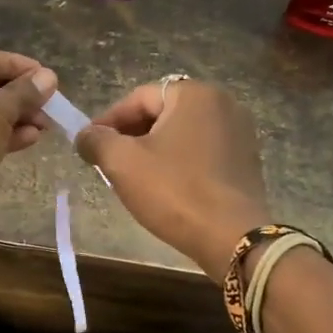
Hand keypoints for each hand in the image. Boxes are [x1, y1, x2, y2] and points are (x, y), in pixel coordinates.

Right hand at [77, 79, 271, 283]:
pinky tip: (166, 188)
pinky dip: (180, 163)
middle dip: (132, 136)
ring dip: (154, 151)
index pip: (139, 98)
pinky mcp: (247, 160)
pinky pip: (202, 152)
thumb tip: (85, 135)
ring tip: (133, 178)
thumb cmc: (175, 192)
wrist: (232, 238)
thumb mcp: (123, 163)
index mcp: (194, 94)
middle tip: (108, 163)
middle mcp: (223, 103)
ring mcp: (240, 132)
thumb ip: (96, 140)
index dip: (108, 121)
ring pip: (182, 134)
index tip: (88, 145)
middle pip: (162, 113)